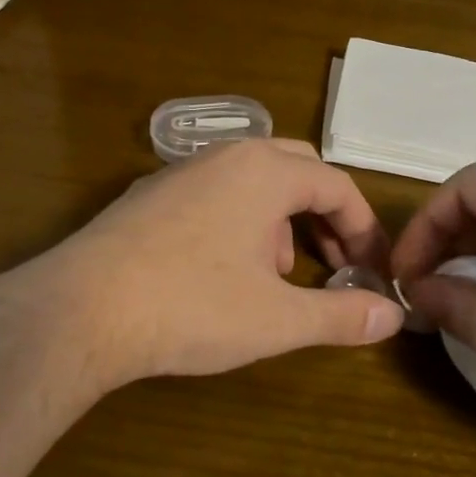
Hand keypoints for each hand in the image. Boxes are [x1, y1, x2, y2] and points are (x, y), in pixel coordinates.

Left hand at [17, 139, 402, 394]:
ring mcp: (178, 173)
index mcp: (264, 172)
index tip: (374, 269)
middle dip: (324, 215)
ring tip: (281, 273)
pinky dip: (238, 222)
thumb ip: (342, 315)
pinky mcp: (146, 197)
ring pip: (250, 181)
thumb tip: (394, 315)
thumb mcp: (278, 319)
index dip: (364, 228)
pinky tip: (223, 272)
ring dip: (280, 219)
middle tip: (336, 261)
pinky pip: (212, 195)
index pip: (336, 185)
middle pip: (296, 170)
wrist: (81, 310)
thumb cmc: (192, 307)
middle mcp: (223, 157)